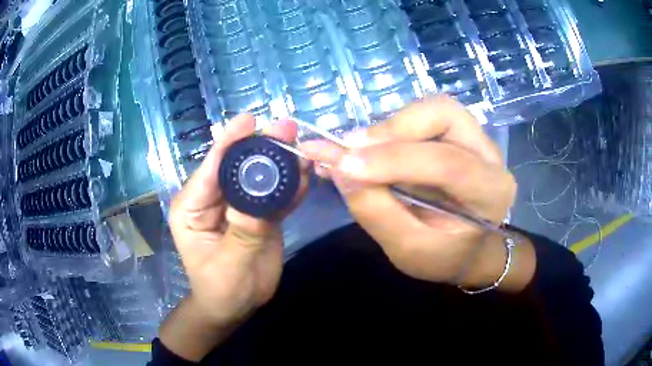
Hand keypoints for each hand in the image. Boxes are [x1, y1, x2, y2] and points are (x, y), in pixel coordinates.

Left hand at [162, 114, 307, 359]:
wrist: (236, 307)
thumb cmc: (220, 289)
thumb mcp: (228, 265)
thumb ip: (243, 231)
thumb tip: (260, 195)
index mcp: (192, 206)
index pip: (210, 169)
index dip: (229, 142)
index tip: (249, 120)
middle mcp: (214, 198)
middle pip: (237, 165)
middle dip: (261, 146)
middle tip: (286, 128)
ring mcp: (237, 204)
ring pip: (259, 176)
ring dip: (280, 161)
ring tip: (301, 146)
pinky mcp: (257, 214)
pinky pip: (274, 195)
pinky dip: (290, 185)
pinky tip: (306, 174)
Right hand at [301, 96, 533, 290]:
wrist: (467, 248)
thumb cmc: (444, 256)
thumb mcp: (408, 251)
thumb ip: (376, 212)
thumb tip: (339, 169)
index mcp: (490, 192)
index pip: (448, 163)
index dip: (394, 160)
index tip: (344, 165)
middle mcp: (488, 155)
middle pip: (444, 115)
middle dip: (394, 129)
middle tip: (353, 151)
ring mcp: (474, 138)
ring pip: (431, 109)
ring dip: (391, 127)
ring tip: (360, 151)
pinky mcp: (456, 132)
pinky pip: (421, 117)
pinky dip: (391, 128)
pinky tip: (369, 148)